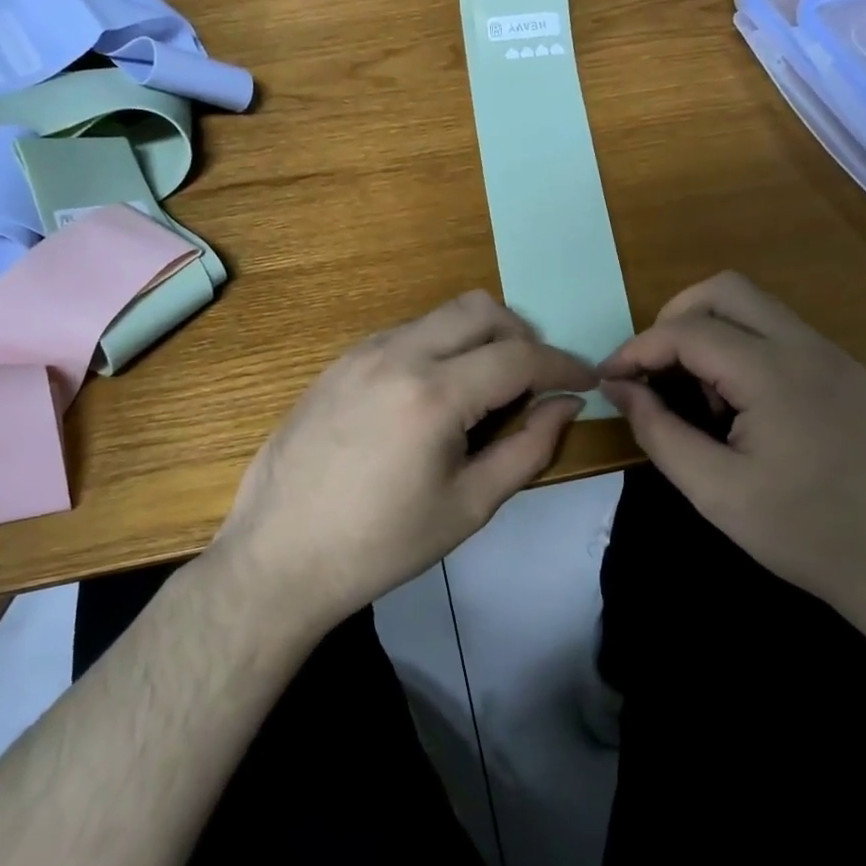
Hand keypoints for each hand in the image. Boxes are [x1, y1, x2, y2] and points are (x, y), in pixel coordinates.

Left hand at [212, 291, 594, 629]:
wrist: (279, 555)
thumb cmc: (381, 544)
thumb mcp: (469, 505)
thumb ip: (528, 448)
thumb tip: (565, 405)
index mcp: (433, 393)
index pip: (519, 356)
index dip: (563, 365)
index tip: (585, 380)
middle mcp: (396, 354)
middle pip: (480, 309)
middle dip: (521, 336)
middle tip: (534, 382)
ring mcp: (360, 353)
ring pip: (440, 316)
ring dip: (477, 339)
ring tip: (485, 392)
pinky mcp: (337, 364)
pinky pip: (405, 334)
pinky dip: (438, 349)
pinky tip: (433, 398)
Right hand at [598, 272, 865, 614]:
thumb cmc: (808, 534)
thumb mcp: (716, 492)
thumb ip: (659, 432)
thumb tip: (620, 389)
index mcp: (773, 370)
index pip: (687, 330)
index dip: (637, 349)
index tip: (608, 380)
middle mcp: (807, 346)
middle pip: (724, 291)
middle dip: (673, 320)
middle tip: (650, 371)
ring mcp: (834, 357)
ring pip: (756, 309)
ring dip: (710, 334)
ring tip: (693, 397)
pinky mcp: (849, 377)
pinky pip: (782, 336)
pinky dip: (742, 350)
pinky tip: (738, 408)